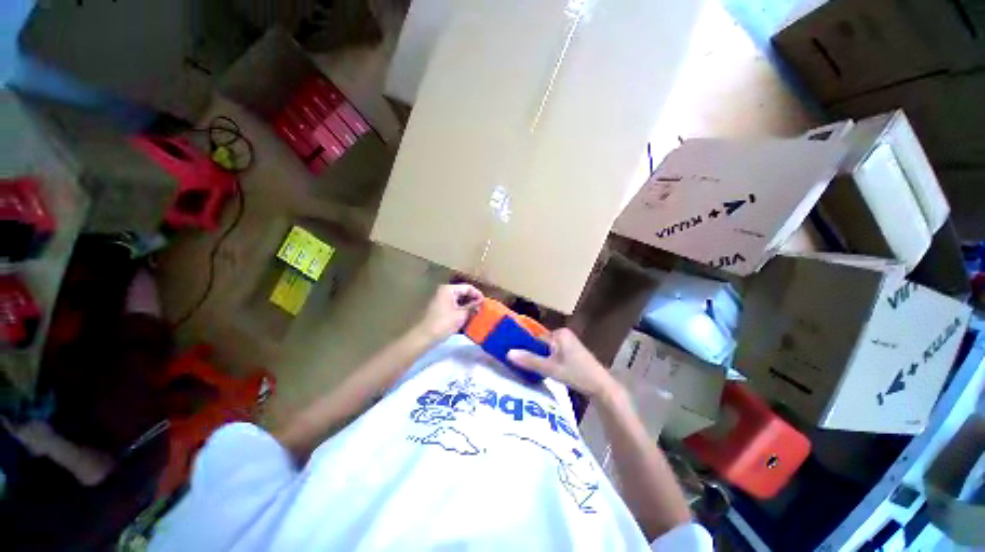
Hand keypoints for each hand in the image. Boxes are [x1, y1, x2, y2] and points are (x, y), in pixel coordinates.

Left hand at [415, 283, 483, 342]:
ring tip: (476, 314)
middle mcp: (444, 291)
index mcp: (449, 289)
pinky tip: (467, 317)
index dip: (478, 294)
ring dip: (468, 306)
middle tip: (482, 309)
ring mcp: (441, 299)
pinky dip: (461, 310)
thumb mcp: (461, 315)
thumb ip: (472, 307)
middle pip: (463, 292)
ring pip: (459, 300)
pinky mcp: (440, 308)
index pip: (468, 287)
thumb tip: (481, 303)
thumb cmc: (443, 323)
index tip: (485, 303)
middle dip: (473, 300)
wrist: (425, 336)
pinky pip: (454, 305)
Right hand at [508, 328, 619, 398]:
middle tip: (522, 365)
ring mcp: (569, 342)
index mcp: (559, 333)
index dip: (526, 347)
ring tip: (531, 369)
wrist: (601, 386)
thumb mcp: (550, 369)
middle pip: (541, 343)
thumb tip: (508, 353)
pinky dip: (548, 359)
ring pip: (547, 348)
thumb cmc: (576, 374)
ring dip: (540, 357)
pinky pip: (554, 352)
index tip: (515, 356)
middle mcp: (564, 334)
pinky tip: (544, 369)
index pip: (536, 337)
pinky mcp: (572, 350)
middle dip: (533, 353)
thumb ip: (529, 360)